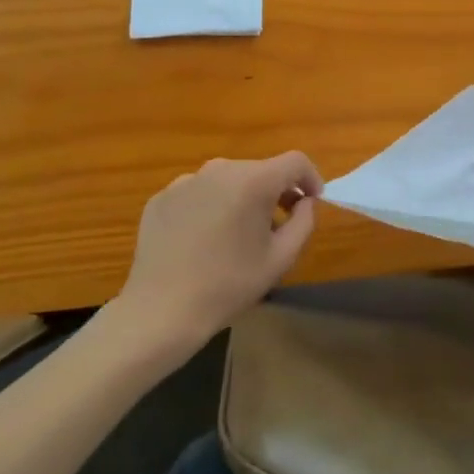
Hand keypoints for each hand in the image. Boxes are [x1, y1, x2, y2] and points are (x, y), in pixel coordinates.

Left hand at [104, 153, 321, 360]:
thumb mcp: (282, 257)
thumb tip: (305, 201)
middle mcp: (219, 169)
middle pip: (260, 170)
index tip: (313, 201)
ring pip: (228, 180)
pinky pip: (198, 193)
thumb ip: (305, 221)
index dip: (311, 178)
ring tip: (238, 234)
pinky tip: (204, 240)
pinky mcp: (161, 198)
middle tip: (278, 224)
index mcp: (253, 181)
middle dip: (275, 191)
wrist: (161, 311)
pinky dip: (210, 207)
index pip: (295, 162)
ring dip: (242, 198)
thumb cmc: (229, 285)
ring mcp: (186, 182)